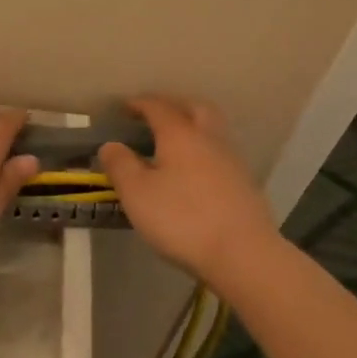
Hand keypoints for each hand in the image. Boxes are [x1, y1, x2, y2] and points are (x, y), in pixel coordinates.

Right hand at [98, 96, 279, 282]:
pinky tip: (195, 172)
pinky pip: (220, 154)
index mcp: (180, 134)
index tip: (125, 107)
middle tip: (156, 115)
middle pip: (194, 108)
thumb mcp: (137, 193)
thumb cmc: (182, 219)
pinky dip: (204, 152)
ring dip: (193, 127)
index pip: (158, 107)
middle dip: (174, 106)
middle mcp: (209, 139)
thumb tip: (111, 145)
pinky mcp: (245, 184)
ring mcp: (232, 160)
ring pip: (212, 130)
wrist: (243, 253)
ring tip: (174, 143)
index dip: (140, 104)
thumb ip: (120, 165)